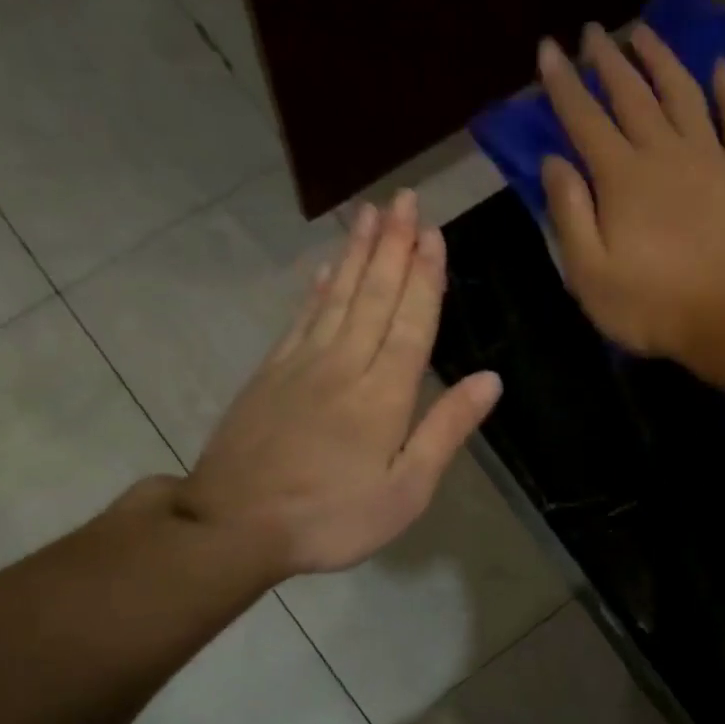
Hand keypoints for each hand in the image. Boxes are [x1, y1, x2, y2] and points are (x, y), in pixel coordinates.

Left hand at [175, 190, 500, 575]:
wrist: (234, 524)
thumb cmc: (332, 518)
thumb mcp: (405, 491)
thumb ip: (445, 430)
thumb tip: (490, 380)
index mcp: (384, 394)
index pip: (412, 322)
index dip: (425, 277)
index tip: (434, 232)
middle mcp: (344, 365)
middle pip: (373, 295)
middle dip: (392, 245)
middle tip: (405, 199)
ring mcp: (301, 364)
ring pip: (336, 296)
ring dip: (356, 253)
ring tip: (370, 213)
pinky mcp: (270, 374)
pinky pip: (301, 318)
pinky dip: (316, 289)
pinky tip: (323, 270)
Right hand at [537, 23, 724, 363]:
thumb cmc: (653, 306)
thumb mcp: (590, 275)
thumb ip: (569, 215)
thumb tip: (553, 163)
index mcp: (621, 177)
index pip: (584, 119)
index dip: (562, 83)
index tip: (548, 48)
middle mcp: (664, 152)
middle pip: (632, 95)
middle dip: (607, 61)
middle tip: (592, 32)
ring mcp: (711, 158)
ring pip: (682, 93)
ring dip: (661, 60)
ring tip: (643, 33)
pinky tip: (720, 68)